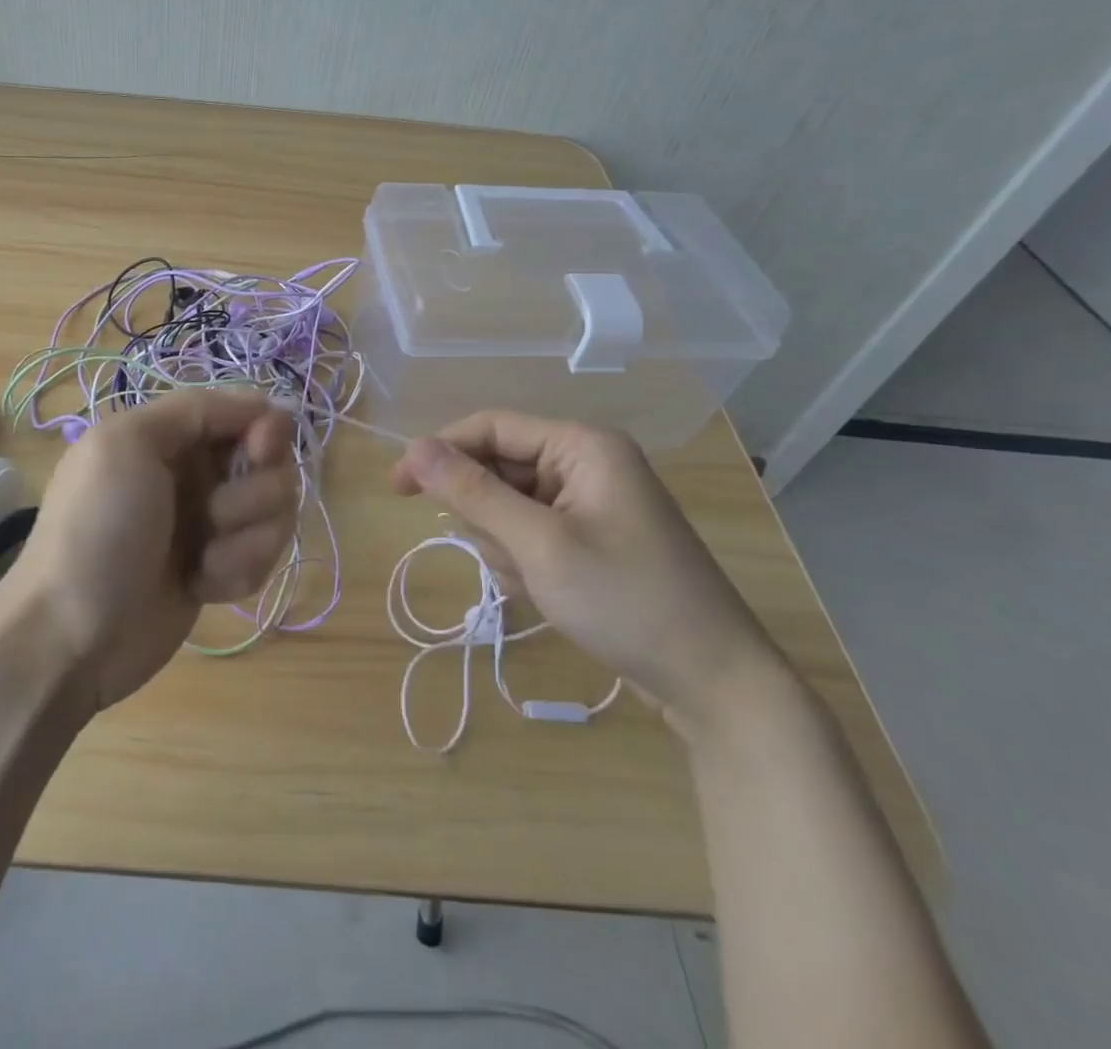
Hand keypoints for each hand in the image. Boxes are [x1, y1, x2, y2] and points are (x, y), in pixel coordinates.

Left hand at [3, 389, 297, 711]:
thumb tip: (262, 404)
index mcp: (169, 435)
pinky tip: (202, 587)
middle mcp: (194, 472)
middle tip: (216, 516)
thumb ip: (194, 409)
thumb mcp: (126, 444)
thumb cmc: (96, 531)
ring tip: (204, 562)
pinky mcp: (220, 568)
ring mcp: (209, 523)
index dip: (264, 429)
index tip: (259, 452)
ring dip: (248, 539)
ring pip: (275, 510)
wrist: (71, 638)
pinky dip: (240, 571)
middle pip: (271, 461)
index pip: (244, 412)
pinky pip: (263, 554)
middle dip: (254, 492)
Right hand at [390, 410, 784, 734]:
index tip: (397, 489)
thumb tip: (414, 447)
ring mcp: (589, 501)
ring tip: (537, 583)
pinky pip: (530, 532)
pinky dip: (524, 561)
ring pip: (508, 505)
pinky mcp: (589, 536)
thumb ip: (473, 492)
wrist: (713, 683)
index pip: (489, 427)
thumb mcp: (539, 544)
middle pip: (498, 468)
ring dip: (506, 545)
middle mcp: (585, 462)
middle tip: (509, 560)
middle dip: (489, 516)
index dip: (438, 451)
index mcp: (581, 445)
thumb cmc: (626, 600)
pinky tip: (548, 593)